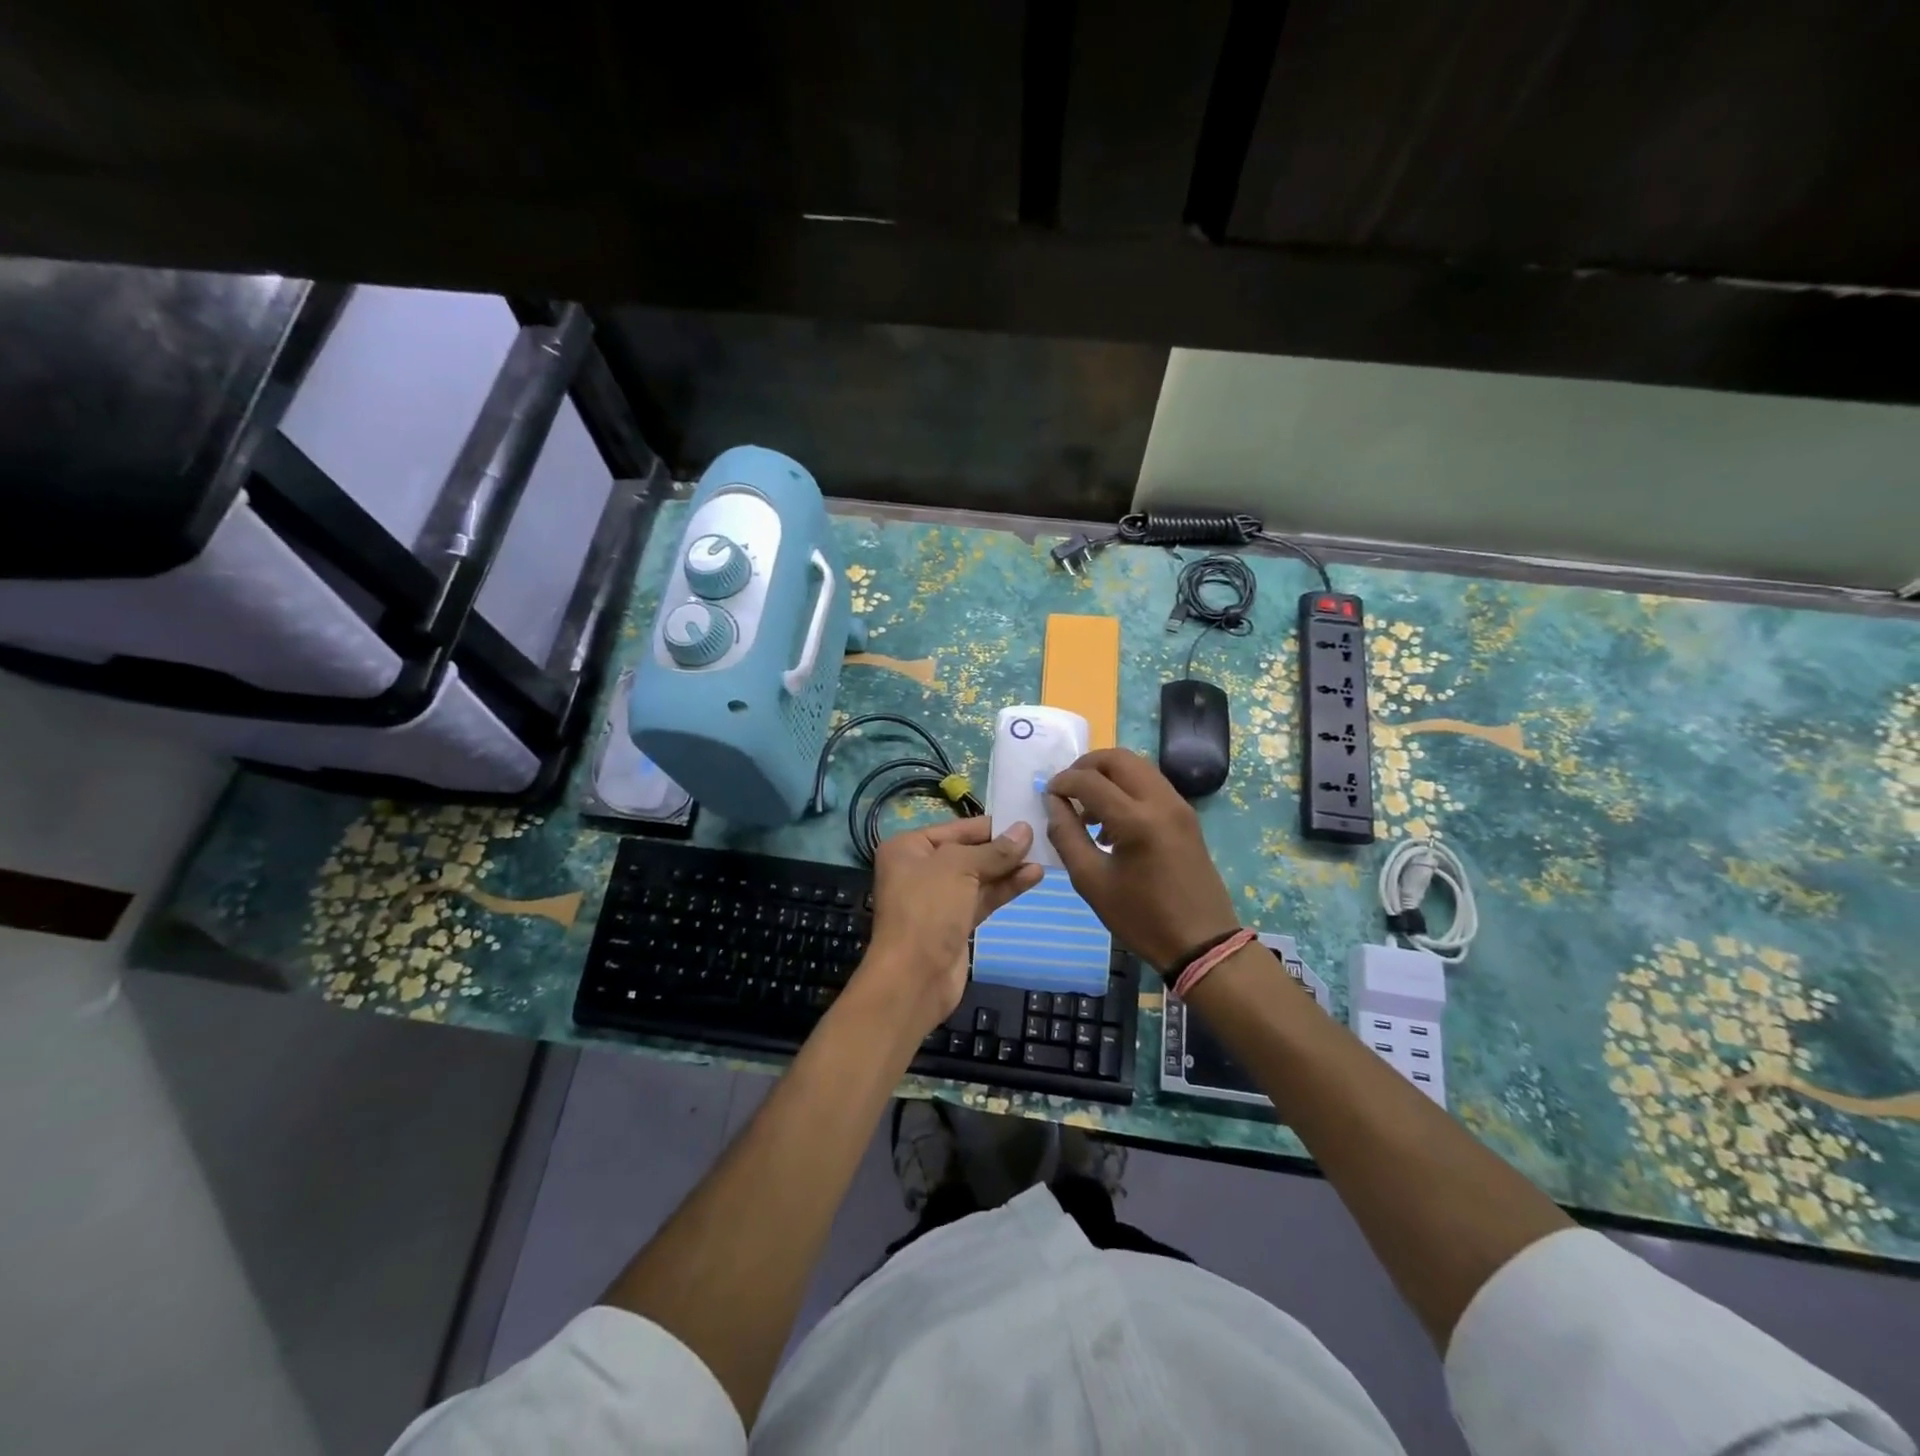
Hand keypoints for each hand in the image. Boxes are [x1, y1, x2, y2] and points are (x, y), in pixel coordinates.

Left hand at [853, 816, 1043, 1033]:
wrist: (914, 977)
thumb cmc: (928, 908)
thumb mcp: (960, 868)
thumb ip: (995, 851)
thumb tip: (1025, 830)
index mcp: (908, 848)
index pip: (956, 828)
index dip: (990, 825)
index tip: (1024, 819)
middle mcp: (920, 870)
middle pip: (968, 852)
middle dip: (1002, 847)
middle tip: (1040, 837)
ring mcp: (938, 899)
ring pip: (979, 877)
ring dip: (1009, 868)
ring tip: (1043, 857)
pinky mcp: (955, 923)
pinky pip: (983, 898)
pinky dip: (1006, 888)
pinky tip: (1032, 877)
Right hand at [1045, 748, 1239, 973]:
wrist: (1201, 942)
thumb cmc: (1141, 917)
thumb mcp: (1091, 881)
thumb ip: (1066, 836)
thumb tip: (1053, 804)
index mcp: (1136, 821)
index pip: (1090, 781)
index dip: (1062, 782)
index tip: (1047, 795)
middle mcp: (1161, 801)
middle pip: (1118, 758)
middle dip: (1086, 766)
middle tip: (1067, 789)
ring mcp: (1178, 805)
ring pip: (1137, 766)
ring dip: (1107, 775)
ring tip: (1088, 805)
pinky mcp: (1186, 814)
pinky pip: (1151, 783)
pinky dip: (1126, 786)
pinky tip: (1112, 818)